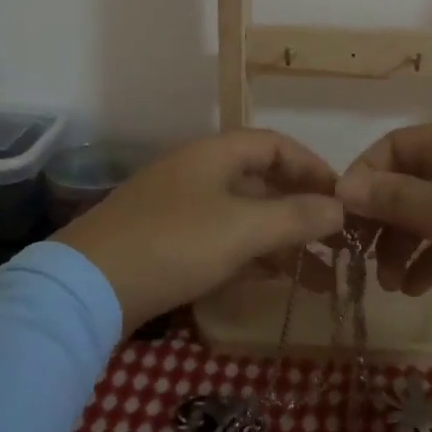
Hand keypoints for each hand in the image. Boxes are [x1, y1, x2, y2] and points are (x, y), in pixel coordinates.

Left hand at [53, 130, 344, 330]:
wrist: (88, 287)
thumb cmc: (174, 244)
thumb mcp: (243, 228)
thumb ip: (296, 216)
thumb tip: (340, 207)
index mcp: (214, 154)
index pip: (275, 145)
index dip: (312, 166)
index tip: (342, 197)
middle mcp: (197, 172)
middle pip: (261, 180)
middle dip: (301, 208)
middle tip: (335, 238)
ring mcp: (179, 208)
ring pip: (243, 215)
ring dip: (280, 237)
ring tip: (318, 271)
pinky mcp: (166, 242)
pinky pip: (222, 239)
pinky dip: (251, 254)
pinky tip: (274, 279)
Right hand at [336, 118, 431, 336]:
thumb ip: (395, 199)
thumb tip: (342, 185)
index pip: (391, 147)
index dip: (362, 179)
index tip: (342, 220)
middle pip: (408, 181)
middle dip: (382, 220)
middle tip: (361, 259)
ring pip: (429, 212)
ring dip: (403, 244)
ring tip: (389, 285)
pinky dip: (431, 257)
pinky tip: (415, 289)